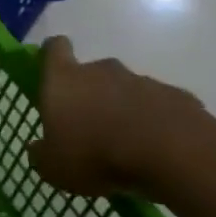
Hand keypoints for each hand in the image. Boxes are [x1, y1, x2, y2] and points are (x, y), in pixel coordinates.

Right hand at [27, 36, 215, 199]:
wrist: (173, 155)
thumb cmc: (97, 155)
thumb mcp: (54, 168)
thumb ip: (41, 154)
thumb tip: (38, 148)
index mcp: (65, 79)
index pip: (54, 48)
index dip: (53, 55)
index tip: (55, 72)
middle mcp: (102, 70)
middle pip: (93, 72)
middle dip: (92, 94)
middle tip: (92, 128)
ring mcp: (143, 81)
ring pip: (127, 91)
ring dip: (125, 110)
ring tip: (128, 147)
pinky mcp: (177, 97)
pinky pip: (160, 107)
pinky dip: (157, 123)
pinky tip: (159, 151)